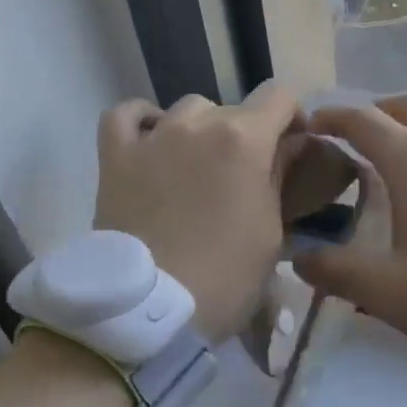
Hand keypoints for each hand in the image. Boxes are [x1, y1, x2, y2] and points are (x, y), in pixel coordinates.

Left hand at [94, 83, 302, 342]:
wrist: (150, 310)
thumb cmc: (225, 277)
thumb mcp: (271, 231)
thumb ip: (279, 177)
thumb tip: (287, 146)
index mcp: (244, 140)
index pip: (279, 96)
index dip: (291, 116)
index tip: (291, 145)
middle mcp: (198, 124)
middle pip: (234, 108)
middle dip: (247, 134)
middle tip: (244, 176)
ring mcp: (153, 137)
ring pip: (188, 109)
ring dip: (201, 130)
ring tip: (199, 166)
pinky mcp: (115, 156)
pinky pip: (126, 115)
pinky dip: (144, 121)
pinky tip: (153, 141)